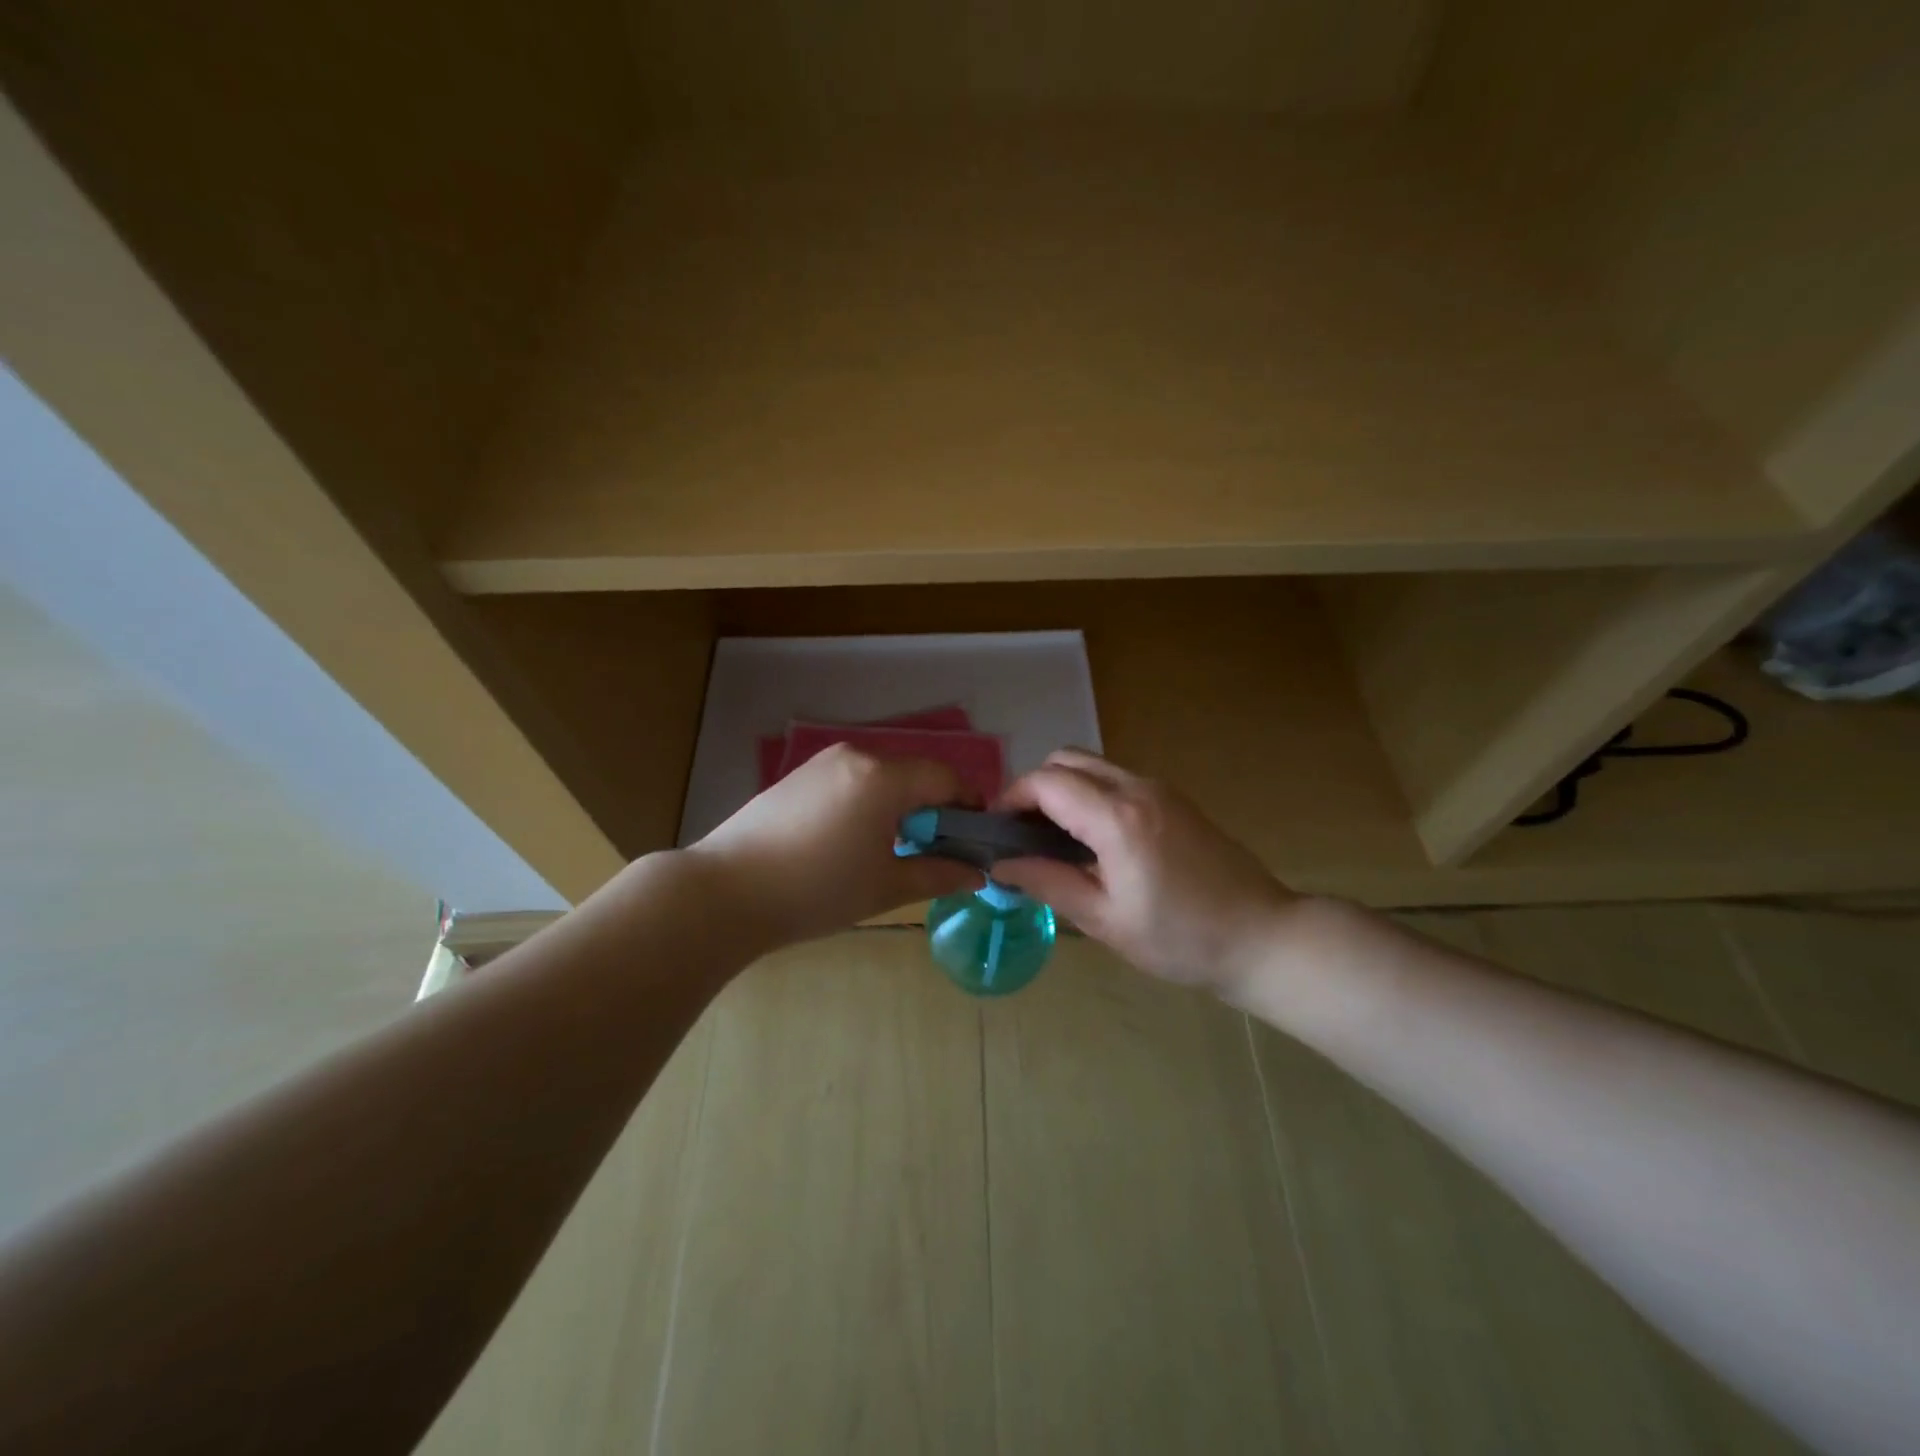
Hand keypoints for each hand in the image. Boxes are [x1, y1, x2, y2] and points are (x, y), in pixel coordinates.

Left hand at [688, 745, 983, 946]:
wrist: (724, 892)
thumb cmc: (816, 890)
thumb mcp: (885, 887)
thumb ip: (938, 874)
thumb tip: (976, 873)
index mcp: (883, 777)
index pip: (946, 778)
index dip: (969, 805)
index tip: (974, 840)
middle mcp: (856, 756)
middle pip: (913, 775)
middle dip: (932, 809)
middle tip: (934, 852)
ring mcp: (822, 763)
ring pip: (880, 778)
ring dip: (898, 806)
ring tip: (891, 850)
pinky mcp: (797, 777)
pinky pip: (850, 782)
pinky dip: (866, 804)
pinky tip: (851, 842)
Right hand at [991, 749, 1295, 990]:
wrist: (1262, 937)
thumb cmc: (1180, 939)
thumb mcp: (1104, 920)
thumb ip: (1048, 883)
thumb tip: (1000, 865)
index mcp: (1117, 818)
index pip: (1046, 782)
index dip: (1012, 798)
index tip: (997, 831)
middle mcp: (1137, 788)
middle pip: (1066, 759)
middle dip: (1035, 788)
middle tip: (1024, 834)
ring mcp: (1159, 788)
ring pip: (1092, 765)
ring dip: (1064, 789)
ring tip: (1055, 839)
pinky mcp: (1174, 798)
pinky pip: (1117, 779)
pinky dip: (1090, 795)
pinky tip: (1094, 840)